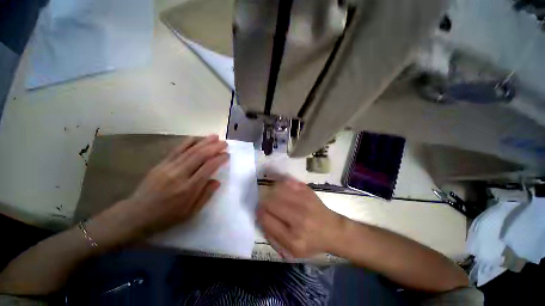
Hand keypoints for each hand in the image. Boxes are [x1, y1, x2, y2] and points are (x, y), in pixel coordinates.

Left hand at [90, 135, 229, 244]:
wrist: (136, 215)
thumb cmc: (166, 217)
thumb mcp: (190, 212)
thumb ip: (205, 195)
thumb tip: (217, 181)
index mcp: (188, 188)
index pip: (208, 168)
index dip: (219, 159)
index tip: (227, 155)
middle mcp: (179, 175)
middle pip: (200, 155)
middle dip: (214, 147)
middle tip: (225, 143)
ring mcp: (168, 167)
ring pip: (189, 150)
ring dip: (204, 141)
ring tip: (215, 136)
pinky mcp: (161, 164)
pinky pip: (177, 149)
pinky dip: (188, 142)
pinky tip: (196, 138)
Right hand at [257, 177, 344, 257]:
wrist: (332, 230)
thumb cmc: (311, 242)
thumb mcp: (291, 251)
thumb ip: (272, 237)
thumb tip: (260, 217)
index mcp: (293, 238)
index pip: (266, 218)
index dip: (259, 212)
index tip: (259, 211)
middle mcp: (299, 218)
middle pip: (270, 202)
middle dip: (264, 202)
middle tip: (266, 203)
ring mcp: (304, 201)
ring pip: (277, 189)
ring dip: (271, 192)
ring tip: (273, 196)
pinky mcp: (308, 191)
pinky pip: (288, 182)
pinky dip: (281, 184)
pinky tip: (282, 189)